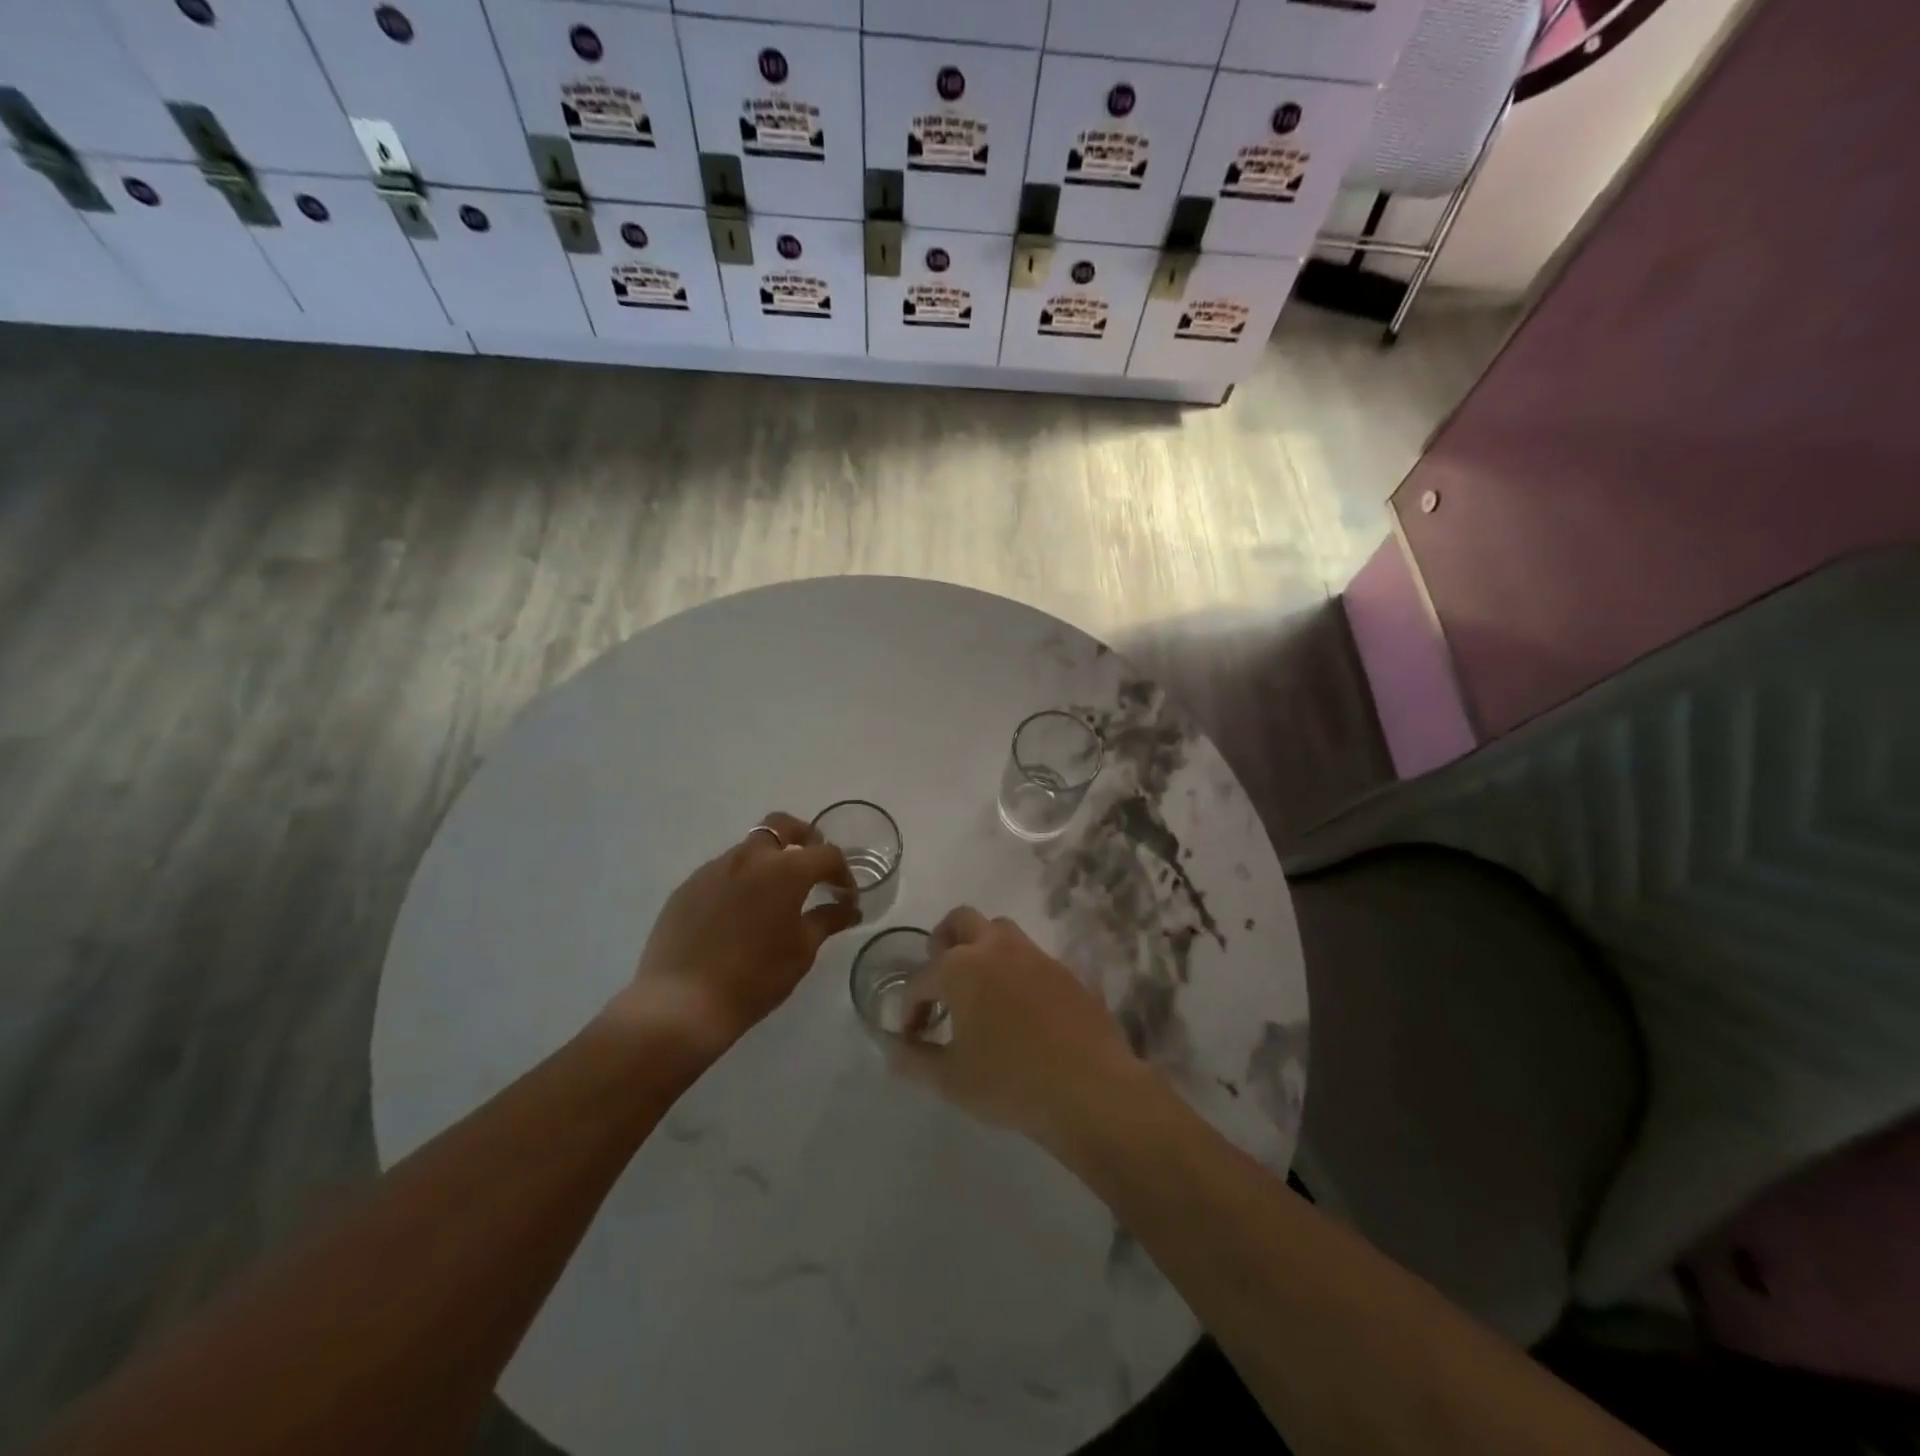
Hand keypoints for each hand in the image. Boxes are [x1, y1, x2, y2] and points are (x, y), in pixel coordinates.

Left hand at [604, 812, 858, 1060]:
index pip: (825, 854)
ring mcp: (714, 869)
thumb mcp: (801, 951)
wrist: (681, 1003)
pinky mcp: (688, 887)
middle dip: (804, 837)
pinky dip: (740, 881)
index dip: (842, 872)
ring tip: (775, 896)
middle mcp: (749, 857)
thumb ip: (827, 921)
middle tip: (813, 865)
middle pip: (782, 825)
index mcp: (785, 870)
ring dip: (769, 861)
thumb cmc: (754, 977)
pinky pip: (722, 872)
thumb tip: (849, 909)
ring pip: (749, 848)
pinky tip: (739, 914)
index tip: (846, 896)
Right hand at [888, 906, 1143, 1145]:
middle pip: (960, 921)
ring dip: (980, 948)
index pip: (920, 978)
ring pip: (998, 930)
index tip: (910, 1035)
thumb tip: (893, 1047)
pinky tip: (1016, 1007)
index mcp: (961, 968)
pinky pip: (1028, 956)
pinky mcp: (1063, 970)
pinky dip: (1012, 970)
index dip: (908, 1007)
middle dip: (942, 944)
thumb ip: (915, 1059)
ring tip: (977, 989)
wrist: (1091, 1089)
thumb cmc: (1011, 1083)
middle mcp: (996, 948)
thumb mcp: (951, 1080)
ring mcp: (1034, 954)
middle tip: (940, 983)